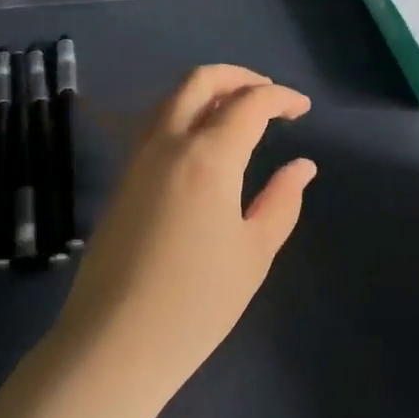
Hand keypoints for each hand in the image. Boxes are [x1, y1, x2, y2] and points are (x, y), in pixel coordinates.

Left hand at [56, 65, 315, 393]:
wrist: (115, 340)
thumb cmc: (197, 302)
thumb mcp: (254, 252)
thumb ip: (281, 201)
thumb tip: (301, 166)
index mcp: (207, 156)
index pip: (249, 103)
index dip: (281, 97)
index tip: (303, 109)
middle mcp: (167, 143)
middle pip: (200, 81)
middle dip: (240, 77)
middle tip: (269, 96)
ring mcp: (137, 159)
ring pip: (171, 99)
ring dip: (208, 92)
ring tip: (239, 114)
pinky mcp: (122, 179)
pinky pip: (156, 125)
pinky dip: (185, 115)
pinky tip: (204, 145)